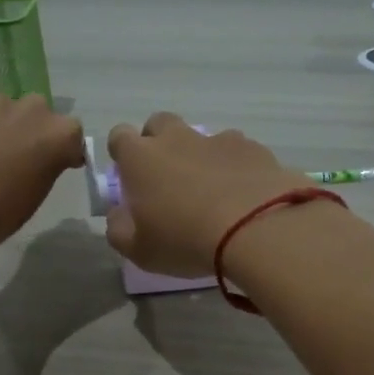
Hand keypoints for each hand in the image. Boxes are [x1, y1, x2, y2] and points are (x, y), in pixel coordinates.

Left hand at [0, 95, 84, 252]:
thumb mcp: (35, 196)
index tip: (55, 164)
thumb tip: (38, 159)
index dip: (63, 150)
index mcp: (58, 135)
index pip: (71, 136)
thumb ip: (45, 167)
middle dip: (31, 131)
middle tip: (15, 157)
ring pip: (4, 110)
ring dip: (0, 126)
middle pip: (38, 114)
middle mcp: (32, 109)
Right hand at [103, 113, 310, 276]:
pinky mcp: (253, 148)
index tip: (130, 177)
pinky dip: (235, 167)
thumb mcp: (140, 250)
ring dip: (200, 157)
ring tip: (212, 192)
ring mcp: (217, 139)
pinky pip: (237, 151)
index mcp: (140, 158)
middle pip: (159, 124)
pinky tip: (243, 195)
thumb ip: (119, 230)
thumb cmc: (185, 240)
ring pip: (201, 138)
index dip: (122, 154)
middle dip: (159, 143)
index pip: (119, 137)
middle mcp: (177, 139)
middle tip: (168, 179)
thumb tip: (117, 215)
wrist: (256, 228)